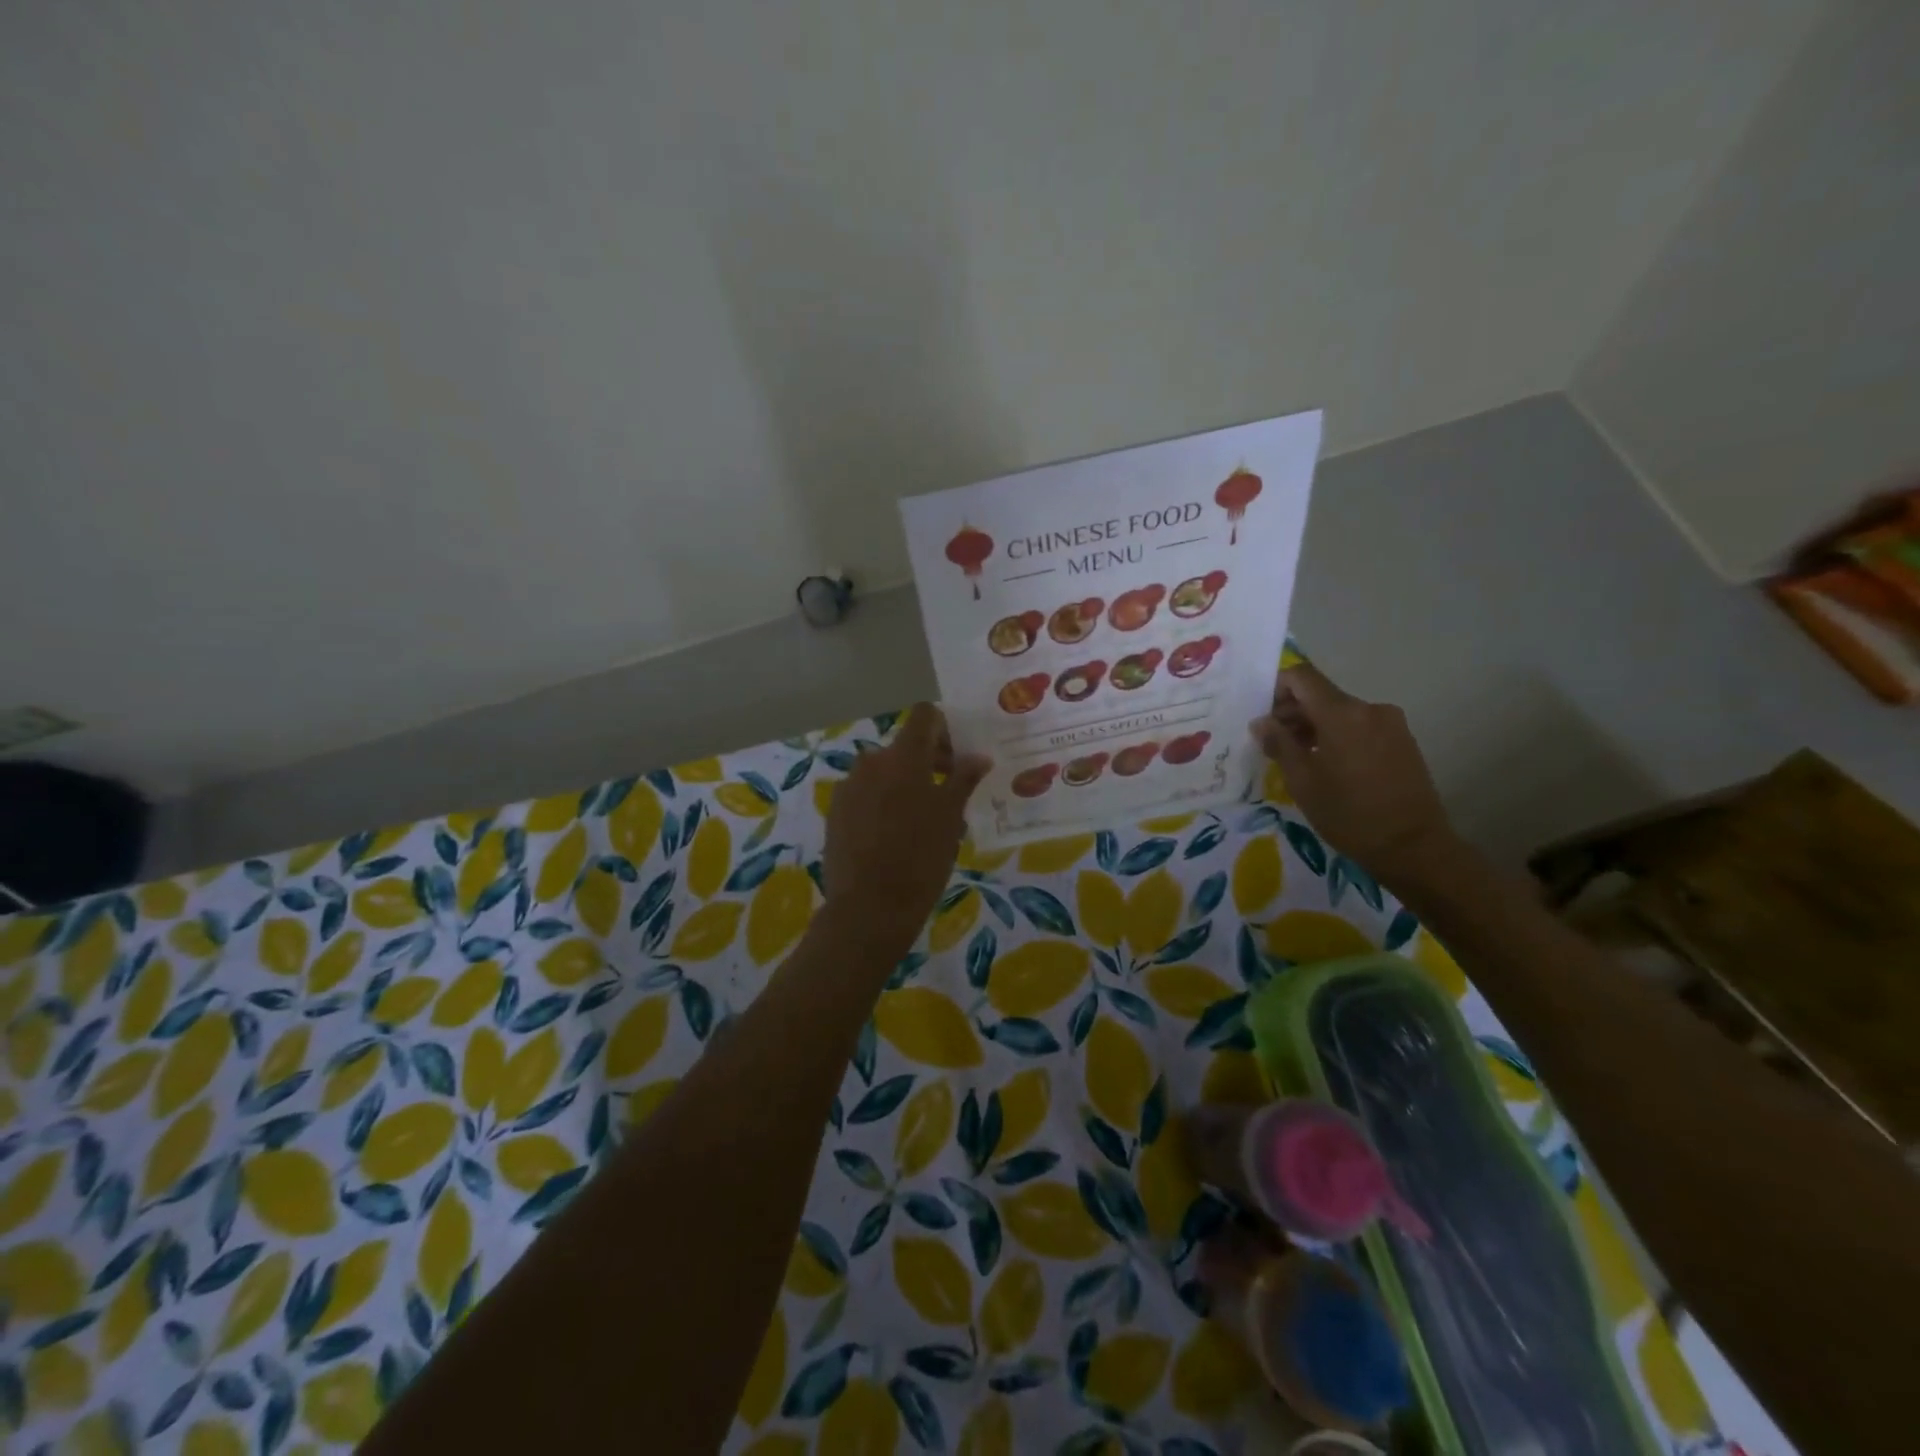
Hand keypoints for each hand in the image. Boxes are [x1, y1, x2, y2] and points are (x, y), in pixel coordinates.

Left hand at [823, 704, 990, 949]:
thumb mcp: (951, 817)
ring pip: (884, 772)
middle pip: (904, 747)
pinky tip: (895, 836)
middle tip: (950, 793)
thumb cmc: (920, 858)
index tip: (957, 757)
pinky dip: (883, 803)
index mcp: (902, 756)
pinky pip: (866, 794)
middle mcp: (871, 762)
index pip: (924, 716)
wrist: (868, 907)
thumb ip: (963, 779)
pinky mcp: (836, 812)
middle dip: (928, 762)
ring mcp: (849, 787)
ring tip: (923, 821)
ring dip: (905, 784)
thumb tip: (978, 756)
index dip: (944, 728)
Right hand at [1250, 663, 1454, 883]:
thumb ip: (1279, 744)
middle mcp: (1369, 708)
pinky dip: (1338, 736)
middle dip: (1294, 713)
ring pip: (1341, 713)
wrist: (1413, 847)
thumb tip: (1261, 722)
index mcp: (1342, 713)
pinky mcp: (1403, 741)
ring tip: (1300, 759)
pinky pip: (1360, 727)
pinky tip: (1330, 767)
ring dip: (1315, 727)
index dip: (1277, 688)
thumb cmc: (1349, 814)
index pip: (1302, 676)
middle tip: (1274, 744)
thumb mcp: (1302, 781)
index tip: (1263, 715)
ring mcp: (1391, 723)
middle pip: (1321, 695)